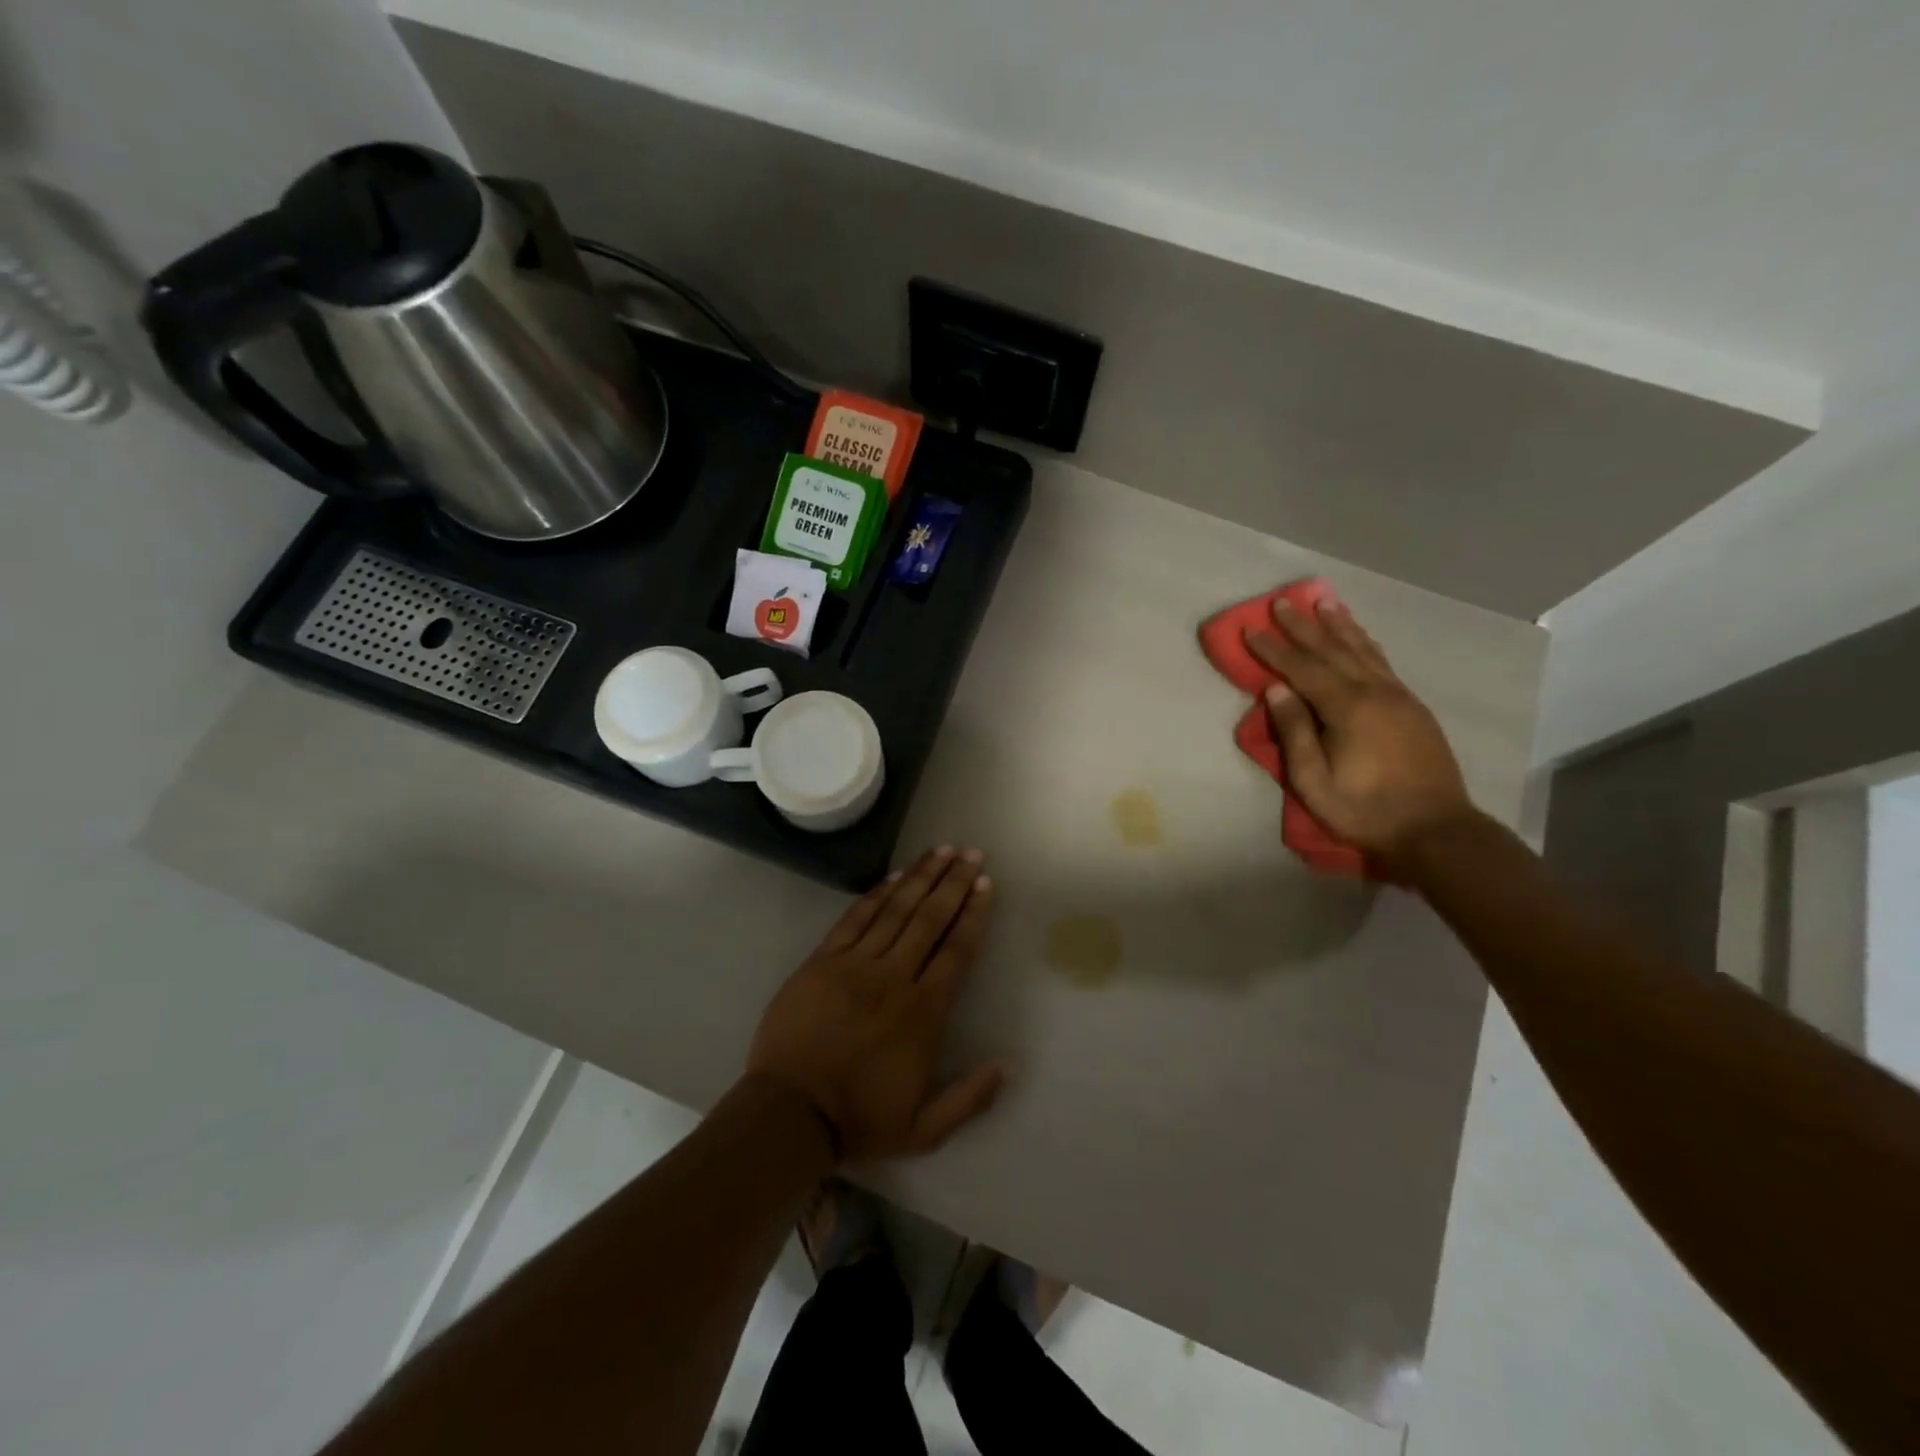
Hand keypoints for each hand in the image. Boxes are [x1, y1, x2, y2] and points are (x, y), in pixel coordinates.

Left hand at [746, 847, 1008, 1163]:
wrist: (789, 1113)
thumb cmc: (859, 1120)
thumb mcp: (924, 1130)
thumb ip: (970, 1097)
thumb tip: (1009, 1064)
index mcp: (923, 1013)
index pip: (956, 951)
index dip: (973, 915)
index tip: (985, 885)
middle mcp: (894, 978)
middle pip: (930, 919)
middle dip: (954, 883)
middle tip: (972, 854)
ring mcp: (855, 964)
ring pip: (896, 910)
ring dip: (921, 877)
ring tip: (943, 850)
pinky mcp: (823, 960)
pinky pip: (855, 919)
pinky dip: (877, 894)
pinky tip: (896, 875)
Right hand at [1246, 597, 1475, 864]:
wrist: (1436, 829)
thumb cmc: (1365, 810)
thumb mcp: (1314, 781)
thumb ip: (1295, 732)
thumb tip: (1275, 690)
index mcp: (1347, 709)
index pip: (1302, 669)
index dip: (1273, 649)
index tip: (1250, 628)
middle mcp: (1374, 692)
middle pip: (1333, 650)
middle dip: (1303, 626)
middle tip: (1282, 601)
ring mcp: (1398, 696)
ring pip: (1362, 650)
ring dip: (1338, 625)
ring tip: (1322, 602)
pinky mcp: (1412, 706)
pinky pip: (1382, 662)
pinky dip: (1365, 642)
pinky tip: (1358, 635)